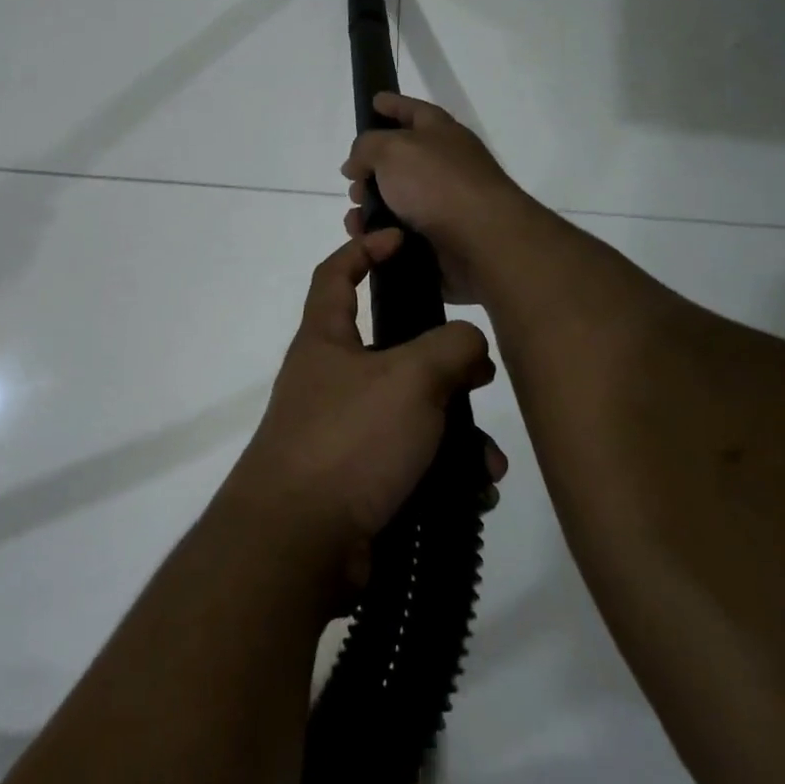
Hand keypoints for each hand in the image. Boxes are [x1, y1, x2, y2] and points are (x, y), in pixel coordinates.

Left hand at [223, 231, 503, 579]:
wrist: (298, 544)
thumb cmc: (349, 440)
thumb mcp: (409, 379)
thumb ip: (450, 348)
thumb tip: (468, 345)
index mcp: (325, 341)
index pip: (335, 275)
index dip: (363, 248)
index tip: (400, 239)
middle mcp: (330, 382)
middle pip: (391, 351)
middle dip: (442, 362)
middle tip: (480, 374)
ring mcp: (342, 434)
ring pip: (411, 415)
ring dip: (455, 432)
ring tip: (486, 460)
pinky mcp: (358, 482)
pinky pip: (410, 463)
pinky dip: (443, 473)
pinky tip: (474, 492)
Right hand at [341, 93, 538, 303]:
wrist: (482, 241)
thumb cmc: (437, 183)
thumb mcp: (392, 150)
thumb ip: (366, 147)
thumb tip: (356, 164)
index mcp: (440, 132)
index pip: (413, 109)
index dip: (392, 104)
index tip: (373, 101)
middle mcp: (445, 164)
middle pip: (399, 159)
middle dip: (370, 168)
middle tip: (352, 180)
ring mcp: (443, 202)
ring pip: (395, 200)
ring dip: (370, 206)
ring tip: (356, 218)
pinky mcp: (439, 237)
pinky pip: (399, 232)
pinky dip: (380, 235)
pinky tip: (366, 239)